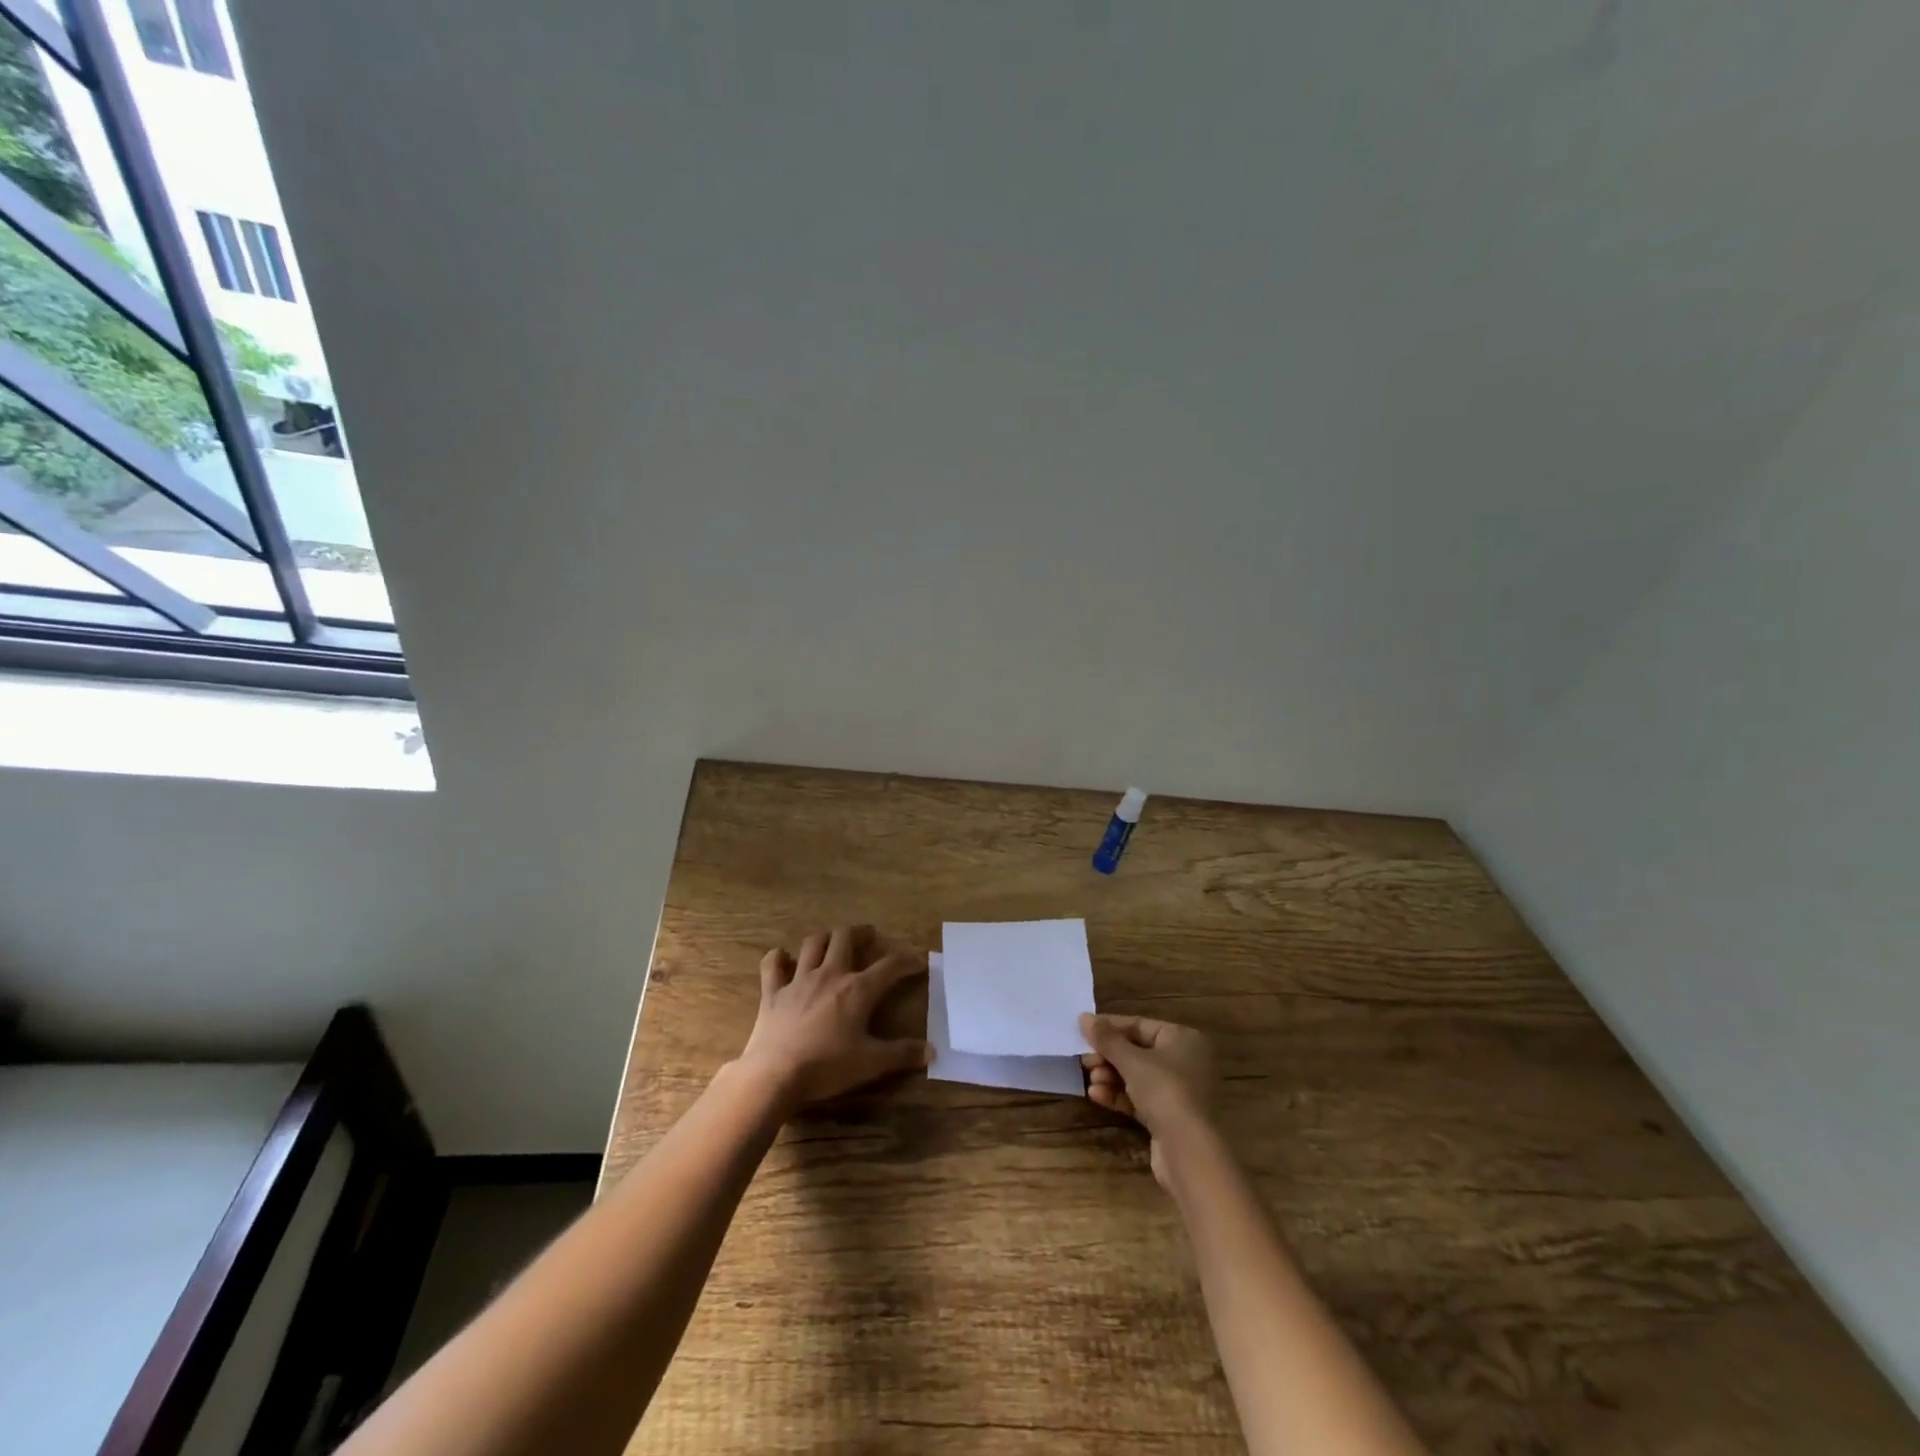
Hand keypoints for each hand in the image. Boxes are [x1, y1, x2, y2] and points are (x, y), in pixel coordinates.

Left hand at [736, 926, 930, 1109]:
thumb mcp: (871, 1063)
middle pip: (845, 938)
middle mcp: (830, 974)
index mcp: (857, 989)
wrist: (776, 1074)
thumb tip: (931, 1051)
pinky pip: (773, 965)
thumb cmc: (827, 1067)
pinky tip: (783, 958)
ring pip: (813, 944)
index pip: (889, 966)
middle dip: (860, 933)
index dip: (907, 961)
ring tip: (832, 942)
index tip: (918, 961)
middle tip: (869, 936)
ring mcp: (799, 980)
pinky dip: (778, 958)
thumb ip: (902, 1054)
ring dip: (825, 938)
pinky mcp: (773, 992)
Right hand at [1080, 1013, 1215, 1186]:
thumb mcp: (1131, 1060)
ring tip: (1091, 1080)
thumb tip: (1083, 1017)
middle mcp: (1184, 1061)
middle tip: (1085, 1060)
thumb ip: (1106, 1038)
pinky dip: (1119, 1095)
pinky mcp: (1169, 1117)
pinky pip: (1140, 1099)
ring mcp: (1178, 1091)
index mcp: (1183, 1038)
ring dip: (1111, 1076)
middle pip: (1137, 1051)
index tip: (1083, 1031)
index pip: (1140, 1025)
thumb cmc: (1165, 1091)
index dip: (1110, 1027)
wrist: (1190, 1152)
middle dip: (1109, 1056)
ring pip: (1137, 1076)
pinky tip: (1097, 1096)